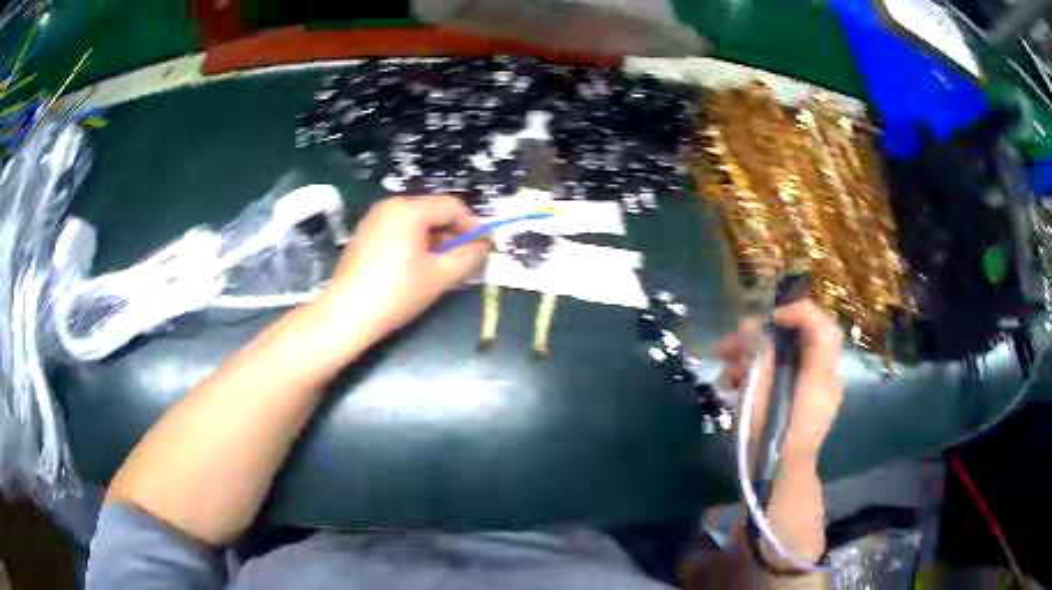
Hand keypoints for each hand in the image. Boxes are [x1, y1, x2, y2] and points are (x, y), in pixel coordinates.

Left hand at [314, 195, 488, 350]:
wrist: (346, 315)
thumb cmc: (396, 293)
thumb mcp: (440, 276)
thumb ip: (469, 256)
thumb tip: (485, 244)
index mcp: (409, 209)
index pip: (453, 206)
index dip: (473, 225)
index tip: (485, 248)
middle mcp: (390, 205)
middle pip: (433, 211)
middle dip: (453, 233)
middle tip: (465, 260)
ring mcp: (374, 219)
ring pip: (416, 221)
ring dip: (435, 239)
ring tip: (442, 267)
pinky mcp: (364, 235)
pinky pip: (399, 230)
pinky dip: (414, 243)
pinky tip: (416, 268)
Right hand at [714, 300, 844, 456]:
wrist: (779, 481)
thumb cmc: (768, 442)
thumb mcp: (758, 399)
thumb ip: (759, 358)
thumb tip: (752, 327)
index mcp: (819, 377)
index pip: (822, 327)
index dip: (797, 312)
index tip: (767, 321)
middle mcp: (825, 377)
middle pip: (800, 338)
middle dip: (761, 337)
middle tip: (728, 345)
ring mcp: (818, 389)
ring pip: (790, 356)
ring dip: (756, 356)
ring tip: (724, 371)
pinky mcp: (806, 398)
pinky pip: (788, 373)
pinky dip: (764, 372)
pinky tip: (736, 385)